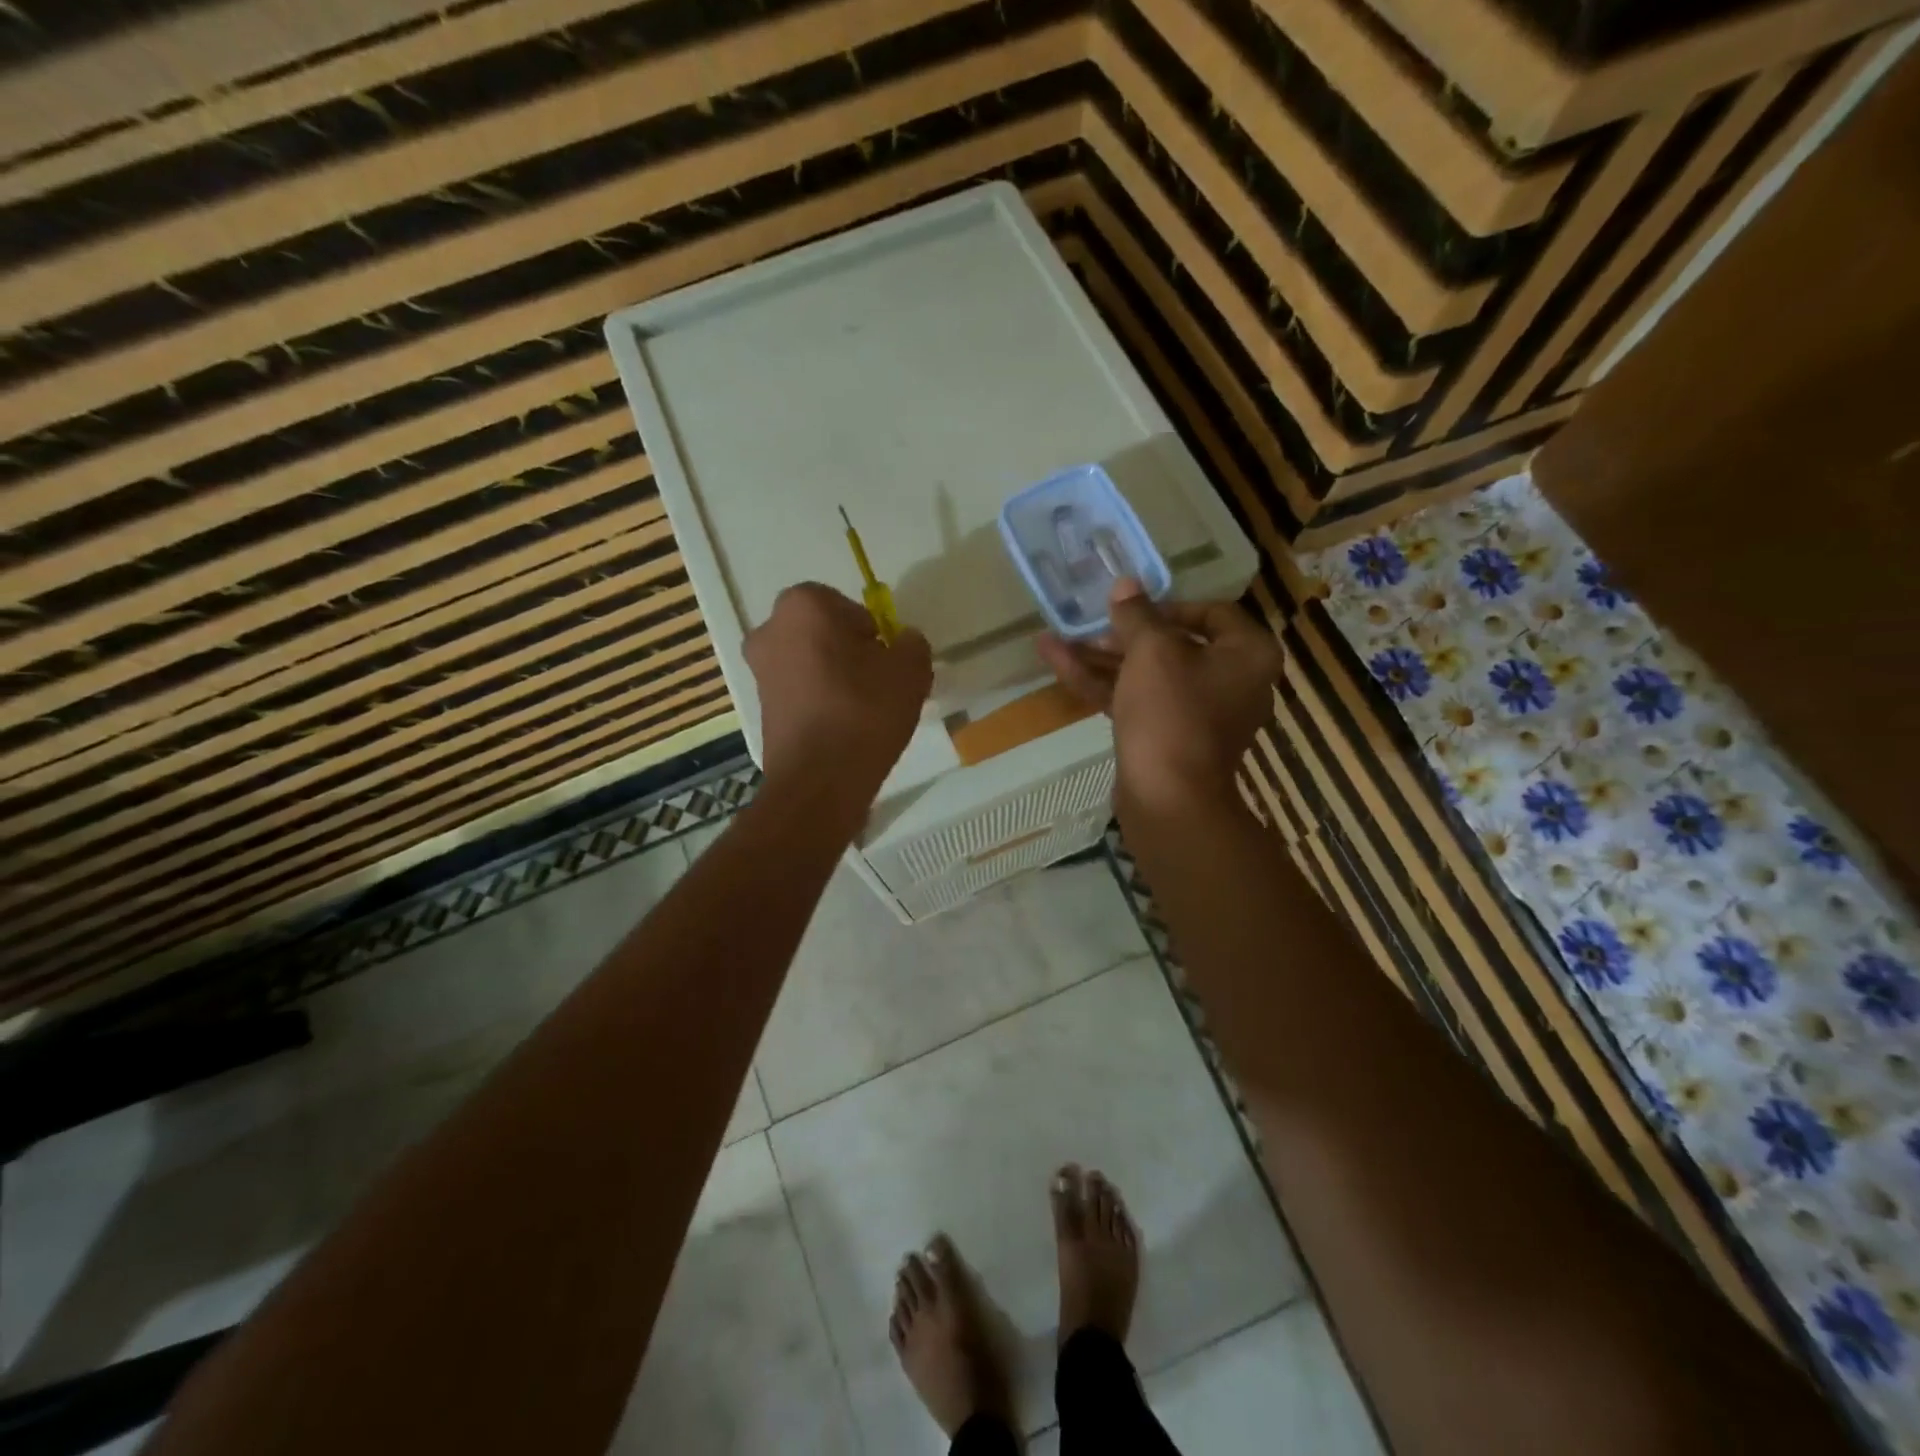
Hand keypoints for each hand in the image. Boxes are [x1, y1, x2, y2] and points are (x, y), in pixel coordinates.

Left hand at [744, 582, 932, 806]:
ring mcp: (759, 670)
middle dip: (850, 651)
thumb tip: (902, 643)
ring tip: (864, 710)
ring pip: (810, 662)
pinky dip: (819, 701)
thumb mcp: (910, 670)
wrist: (820, 781)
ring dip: (834, 677)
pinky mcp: (760, 707)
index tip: (886, 659)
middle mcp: (770, 630)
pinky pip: (800, 691)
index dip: (871, 630)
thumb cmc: (864, 712)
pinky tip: (843, 728)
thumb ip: (912, 644)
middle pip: (823, 632)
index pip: (845, 605)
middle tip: (879, 682)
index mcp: (803, 606)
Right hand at [1038, 579, 1281, 814]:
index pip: (1212, 613)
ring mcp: (1196, 714)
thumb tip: (1126, 584)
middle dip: (1121, 635)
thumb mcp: (1151, 651)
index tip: (1130, 609)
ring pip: (1145, 675)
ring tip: (1052, 641)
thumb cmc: (1172, 712)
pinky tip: (1057, 663)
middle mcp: (1230, 682)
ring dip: (1100, 659)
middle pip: (1172, 645)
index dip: (1166, 605)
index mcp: (1247, 654)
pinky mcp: (1166, 738)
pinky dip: (1101, 685)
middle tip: (1086, 626)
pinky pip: (1135, 701)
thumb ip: (1137, 614)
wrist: (1168, 799)